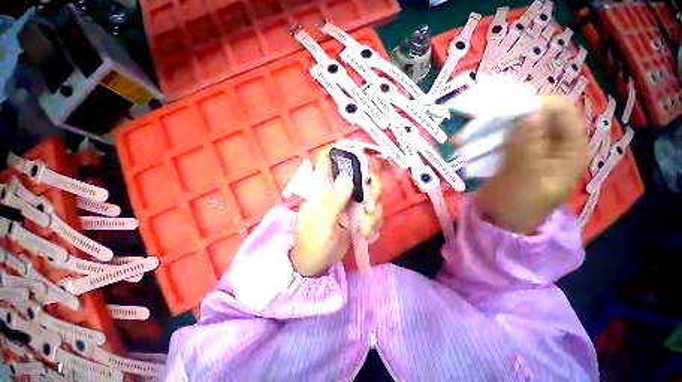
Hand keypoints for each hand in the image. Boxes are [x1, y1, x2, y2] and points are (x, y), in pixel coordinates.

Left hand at [291, 151, 383, 276]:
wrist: (316, 266)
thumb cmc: (312, 246)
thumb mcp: (321, 228)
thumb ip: (332, 204)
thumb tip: (346, 177)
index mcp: (321, 188)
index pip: (328, 158)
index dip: (344, 155)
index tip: (361, 172)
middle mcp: (337, 190)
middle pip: (362, 176)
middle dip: (371, 194)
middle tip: (367, 212)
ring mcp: (349, 203)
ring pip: (372, 195)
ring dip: (374, 214)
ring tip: (364, 232)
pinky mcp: (359, 215)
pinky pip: (375, 212)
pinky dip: (375, 224)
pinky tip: (367, 236)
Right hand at [475, 97, 586, 234]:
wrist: (502, 221)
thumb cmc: (520, 206)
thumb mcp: (528, 177)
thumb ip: (531, 142)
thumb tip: (532, 110)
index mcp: (572, 151)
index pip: (566, 111)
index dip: (545, 106)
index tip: (520, 113)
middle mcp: (561, 139)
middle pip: (547, 106)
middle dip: (524, 107)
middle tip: (502, 115)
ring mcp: (543, 137)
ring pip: (531, 109)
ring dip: (511, 112)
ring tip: (492, 120)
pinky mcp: (527, 138)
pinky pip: (518, 118)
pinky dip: (505, 118)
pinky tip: (492, 125)